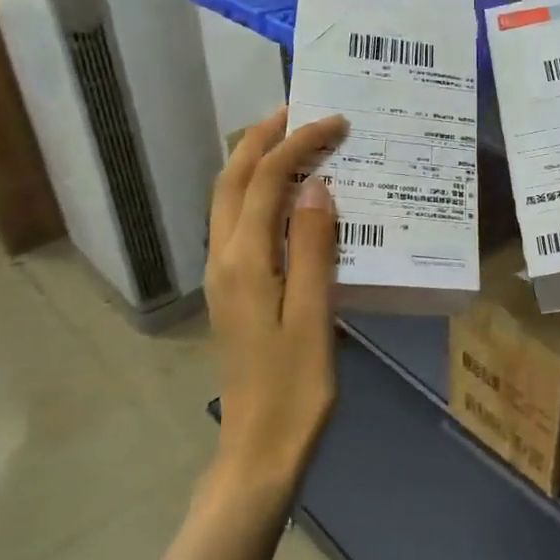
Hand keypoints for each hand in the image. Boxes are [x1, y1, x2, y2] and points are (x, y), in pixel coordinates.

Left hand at [204, 107, 348, 490]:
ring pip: (229, 200)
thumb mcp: (314, 317)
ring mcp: (223, 275)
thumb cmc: (295, 387)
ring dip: (254, 162)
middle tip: (299, 110)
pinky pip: (240, 223)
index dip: (298, 144)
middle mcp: (223, 258)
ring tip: (292, 140)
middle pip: (231, 181)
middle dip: (261, 139)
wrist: (260, 448)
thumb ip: (313, 248)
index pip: (266, 182)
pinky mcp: (233, 290)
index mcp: (244, 261)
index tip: (336, 122)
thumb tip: (316, 186)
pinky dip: (258, 193)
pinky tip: (290, 198)